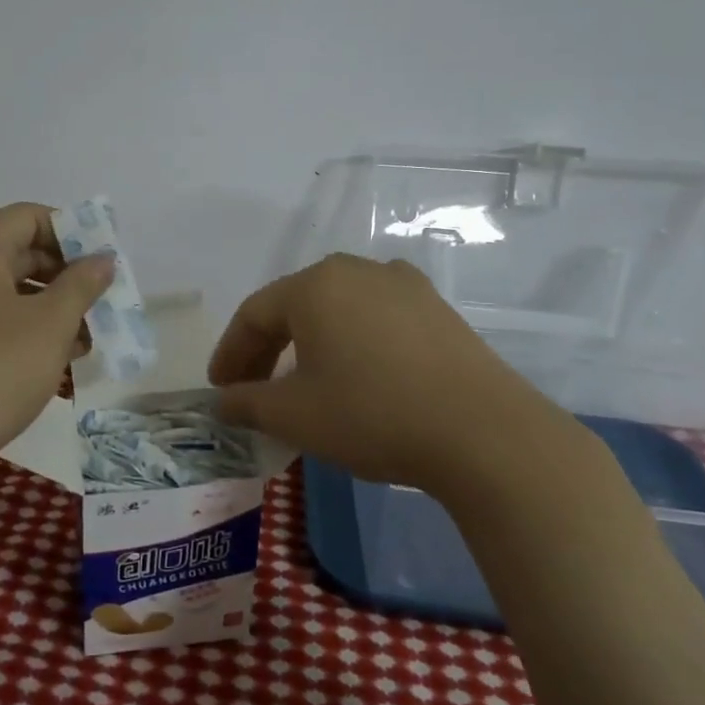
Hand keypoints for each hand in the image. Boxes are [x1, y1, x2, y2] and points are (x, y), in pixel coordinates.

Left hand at [0, 203, 113, 454]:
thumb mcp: (50, 324)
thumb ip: (82, 284)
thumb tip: (103, 259)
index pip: (29, 216)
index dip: (71, 232)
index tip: (102, 261)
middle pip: (19, 251)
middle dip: (66, 274)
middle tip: (100, 299)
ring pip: (8, 288)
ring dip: (50, 305)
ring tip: (87, 336)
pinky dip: (24, 326)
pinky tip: (56, 355)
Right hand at [207, 253, 567, 500]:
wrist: (484, 433)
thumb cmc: (372, 415)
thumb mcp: (294, 416)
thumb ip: (246, 403)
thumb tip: (222, 400)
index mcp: (314, 285)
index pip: (253, 314)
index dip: (230, 353)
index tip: (219, 389)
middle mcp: (355, 271)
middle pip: (294, 305)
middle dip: (267, 348)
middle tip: (252, 388)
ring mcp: (402, 285)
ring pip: (336, 309)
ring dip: (309, 343)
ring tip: (303, 381)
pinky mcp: (436, 308)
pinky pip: (375, 317)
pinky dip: (351, 341)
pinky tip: (358, 371)